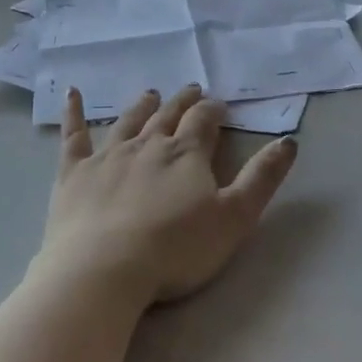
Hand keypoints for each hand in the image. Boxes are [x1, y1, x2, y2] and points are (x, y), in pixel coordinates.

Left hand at [39, 84, 299, 310]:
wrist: (103, 271)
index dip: (212, 111)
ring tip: (151, 93)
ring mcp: (107, 156)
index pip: (203, 122)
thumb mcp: (234, 218)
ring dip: (142, 106)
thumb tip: (288, 141)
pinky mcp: (73, 173)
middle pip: (168, 116)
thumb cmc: (175, 249)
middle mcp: (147, 145)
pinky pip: (74, 135)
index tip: (218, 104)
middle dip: (182, 102)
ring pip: (128, 121)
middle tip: (190, 90)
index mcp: (186, 154)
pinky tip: (73, 92)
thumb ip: (262, 178)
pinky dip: (74, 112)